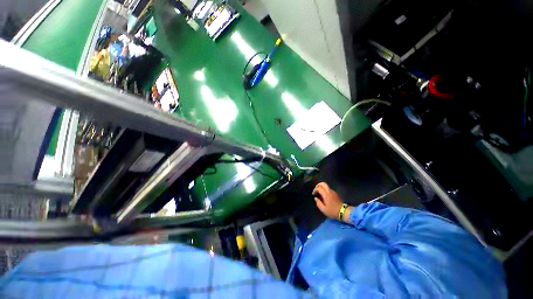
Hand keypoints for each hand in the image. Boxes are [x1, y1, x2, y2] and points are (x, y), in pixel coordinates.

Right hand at [312, 182, 351, 221]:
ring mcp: (333, 192)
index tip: (313, 194)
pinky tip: (324, 195)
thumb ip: (318, 203)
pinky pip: (329, 189)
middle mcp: (330, 191)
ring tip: (320, 193)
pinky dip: (325, 189)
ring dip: (322, 187)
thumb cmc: (333, 211)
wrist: (344, 212)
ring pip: (326, 186)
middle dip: (318, 185)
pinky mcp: (336, 193)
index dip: (315, 190)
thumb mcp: (324, 210)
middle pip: (323, 183)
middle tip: (316, 190)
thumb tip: (316, 198)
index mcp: (326, 195)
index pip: (319, 188)